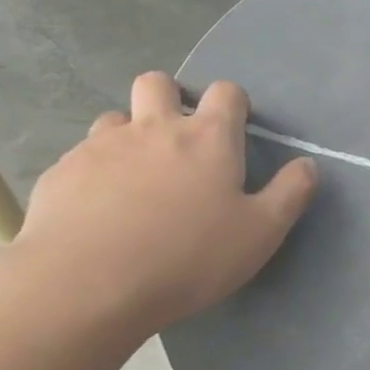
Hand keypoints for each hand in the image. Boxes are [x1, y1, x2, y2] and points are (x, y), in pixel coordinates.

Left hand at [9, 74, 316, 335]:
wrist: (87, 285)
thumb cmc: (188, 257)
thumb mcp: (260, 233)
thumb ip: (290, 193)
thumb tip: (307, 164)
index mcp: (207, 138)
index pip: (226, 92)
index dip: (233, 104)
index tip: (235, 128)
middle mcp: (153, 128)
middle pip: (158, 83)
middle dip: (169, 98)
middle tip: (177, 141)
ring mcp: (101, 146)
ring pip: (115, 118)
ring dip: (129, 136)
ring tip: (135, 178)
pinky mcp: (61, 172)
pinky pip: (81, 158)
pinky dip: (95, 173)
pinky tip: (98, 210)